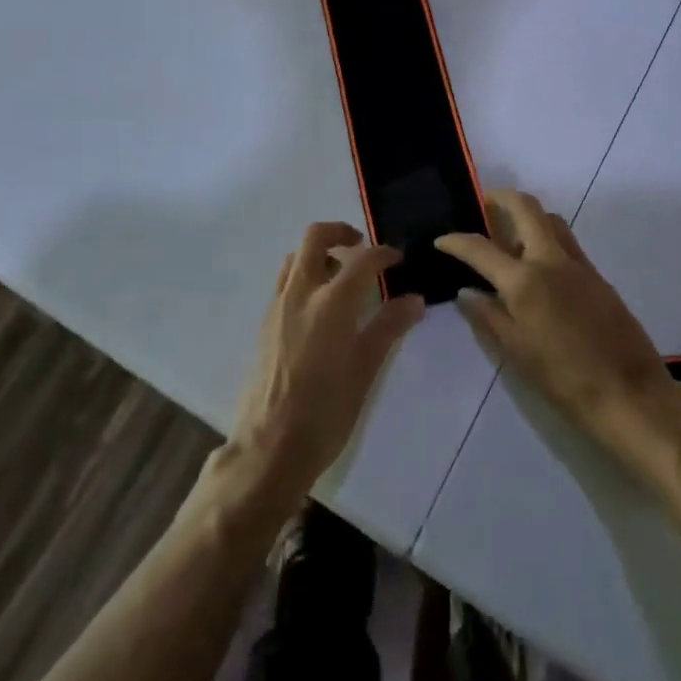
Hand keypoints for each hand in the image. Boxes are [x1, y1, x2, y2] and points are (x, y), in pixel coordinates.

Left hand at [225, 222, 425, 507]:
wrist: (270, 447)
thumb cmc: (326, 412)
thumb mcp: (366, 370)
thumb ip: (389, 327)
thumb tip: (414, 300)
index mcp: (331, 303)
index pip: (362, 260)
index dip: (383, 253)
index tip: (398, 259)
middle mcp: (301, 293)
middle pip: (315, 237)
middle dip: (341, 232)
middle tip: (362, 248)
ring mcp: (278, 306)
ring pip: (296, 257)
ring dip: (319, 253)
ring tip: (341, 276)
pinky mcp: (265, 323)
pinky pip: (285, 281)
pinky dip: (305, 275)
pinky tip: (321, 306)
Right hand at [438, 191, 680, 485]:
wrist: (630, 395)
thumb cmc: (565, 380)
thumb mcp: (517, 353)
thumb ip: (488, 317)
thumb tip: (466, 292)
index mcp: (525, 281)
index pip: (481, 248)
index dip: (456, 241)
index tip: (441, 240)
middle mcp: (551, 261)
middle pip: (527, 208)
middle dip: (502, 198)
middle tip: (485, 204)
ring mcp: (580, 266)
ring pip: (552, 221)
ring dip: (529, 217)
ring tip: (511, 239)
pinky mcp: (599, 277)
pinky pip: (568, 244)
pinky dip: (548, 240)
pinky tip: (539, 269)